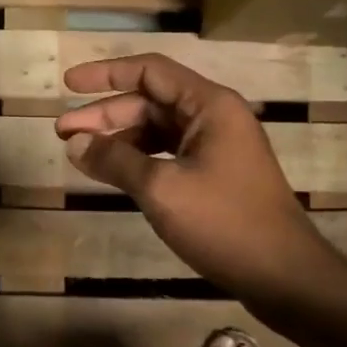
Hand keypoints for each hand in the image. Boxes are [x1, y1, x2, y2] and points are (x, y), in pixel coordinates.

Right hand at [53, 54, 345, 321]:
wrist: (283, 275)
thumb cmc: (224, 223)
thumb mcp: (161, 189)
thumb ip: (115, 160)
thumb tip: (74, 143)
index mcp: (209, 105)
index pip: (149, 71)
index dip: (105, 73)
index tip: (68, 85)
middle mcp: (214, 117)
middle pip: (150, 101)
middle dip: (104, 114)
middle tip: (62, 132)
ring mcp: (216, 147)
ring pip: (157, 130)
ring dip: (118, 138)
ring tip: (79, 155)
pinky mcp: (215, 175)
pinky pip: (167, 154)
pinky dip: (137, 159)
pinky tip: (113, 173)